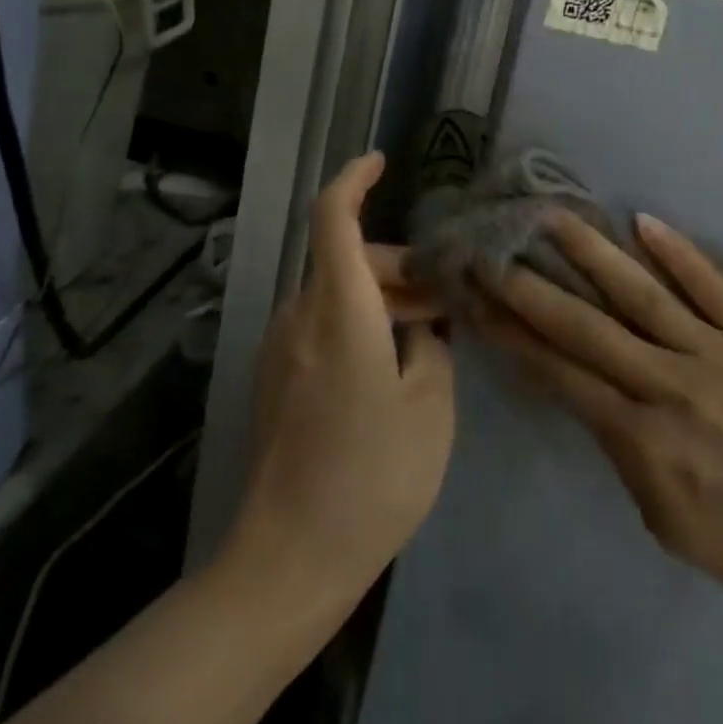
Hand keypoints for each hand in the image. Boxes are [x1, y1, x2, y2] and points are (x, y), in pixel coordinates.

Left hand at [227, 153, 456, 617]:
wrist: (287, 561)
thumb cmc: (371, 478)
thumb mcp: (430, 408)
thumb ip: (433, 347)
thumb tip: (423, 325)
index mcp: (339, 309)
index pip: (332, 217)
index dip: (353, 178)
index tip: (379, 161)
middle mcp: (300, 315)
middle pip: (346, 260)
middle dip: (398, 267)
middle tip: (446, 301)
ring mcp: (282, 348)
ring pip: (336, 294)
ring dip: (381, 299)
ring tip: (429, 337)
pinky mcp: (276, 379)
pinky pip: (321, 326)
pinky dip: (358, 324)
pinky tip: (391, 366)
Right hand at [475, 212, 722, 623]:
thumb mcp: (659, 513)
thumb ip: (616, 444)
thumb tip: (582, 383)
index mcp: (644, 438)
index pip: (562, 373)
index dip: (514, 335)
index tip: (479, 300)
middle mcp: (673, 385)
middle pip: (589, 327)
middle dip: (533, 288)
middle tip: (495, 250)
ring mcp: (718, 353)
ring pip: (644, 294)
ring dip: (595, 252)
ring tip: (555, 215)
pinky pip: (713, 286)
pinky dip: (678, 252)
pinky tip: (642, 220)